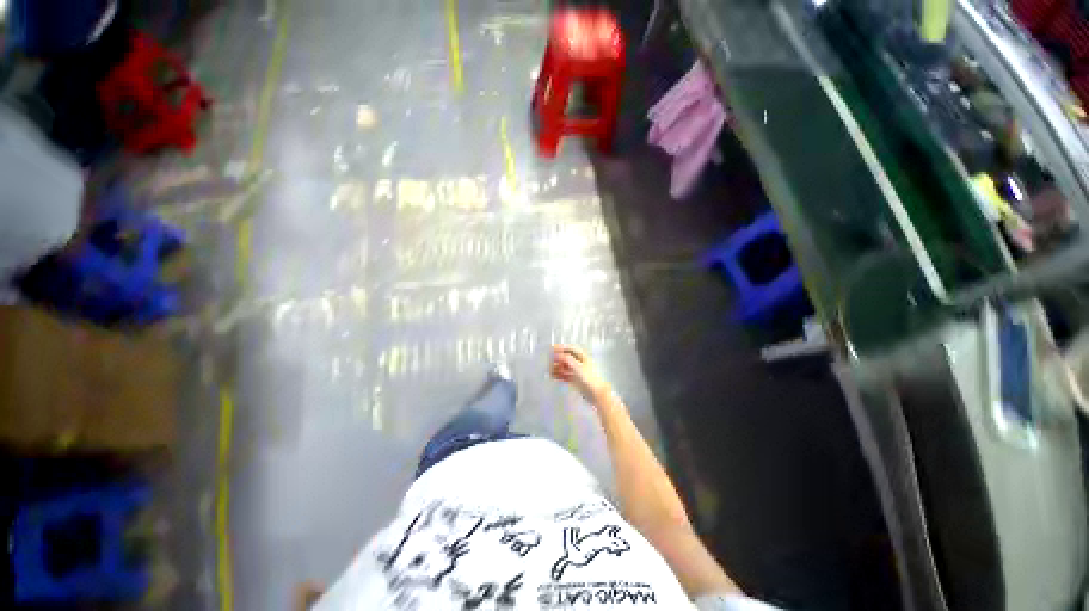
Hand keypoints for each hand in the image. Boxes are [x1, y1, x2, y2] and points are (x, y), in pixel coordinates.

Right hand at [550, 345, 610, 403]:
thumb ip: (567, 359)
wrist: (596, 394)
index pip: (571, 348)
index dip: (561, 348)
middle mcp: (580, 362)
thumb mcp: (577, 367)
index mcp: (583, 356)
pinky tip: (552, 376)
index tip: (551, 349)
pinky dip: (559, 375)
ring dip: (557, 367)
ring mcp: (577, 371)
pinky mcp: (575, 380)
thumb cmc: (588, 378)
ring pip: (565, 366)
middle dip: (558, 358)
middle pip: (567, 357)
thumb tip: (556, 354)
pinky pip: (565, 375)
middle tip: (549, 362)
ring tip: (549, 371)